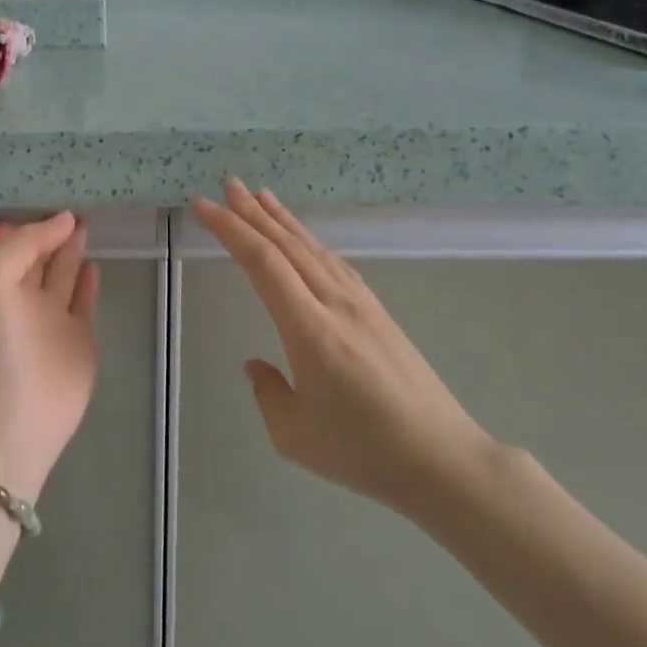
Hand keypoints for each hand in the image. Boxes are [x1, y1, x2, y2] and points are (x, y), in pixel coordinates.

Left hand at [0, 213, 100, 499]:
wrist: (13, 416)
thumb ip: (25, 242)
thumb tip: (63, 219)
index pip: (11, 240)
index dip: (28, 218)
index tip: (51, 190)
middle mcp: (20, 296)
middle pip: (39, 254)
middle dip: (52, 230)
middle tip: (77, 201)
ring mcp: (50, 319)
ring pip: (62, 274)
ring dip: (71, 250)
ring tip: (87, 222)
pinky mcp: (78, 339)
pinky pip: (83, 301)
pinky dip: (88, 281)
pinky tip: (95, 262)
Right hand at [190, 179, 495, 520]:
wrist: (442, 460)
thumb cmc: (363, 452)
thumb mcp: (294, 435)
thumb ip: (267, 393)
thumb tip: (257, 364)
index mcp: (309, 330)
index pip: (262, 263)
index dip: (231, 230)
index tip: (204, 208)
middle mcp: (334, 304)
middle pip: (287, 245)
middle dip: (252, 213)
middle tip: (227, 186)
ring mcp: (361, 305)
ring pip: (313, 249)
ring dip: (282, 220)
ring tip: (259, 196)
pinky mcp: (378, 312)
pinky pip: (334, 263)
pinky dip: (310, 242)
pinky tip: (303, 239)